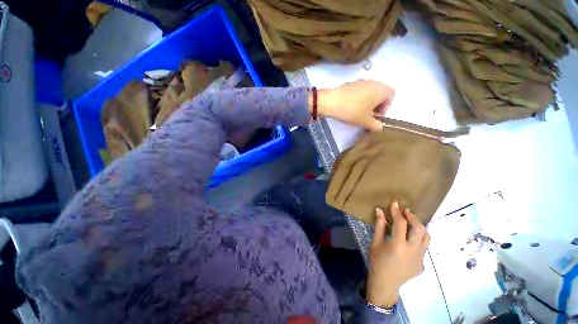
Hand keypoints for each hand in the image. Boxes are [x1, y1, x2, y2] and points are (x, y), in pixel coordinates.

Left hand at [311, 80, 394, 131]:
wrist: (331, 101)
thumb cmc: (352, 110)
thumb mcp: (365, 121)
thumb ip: (375, 125)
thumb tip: (379, 127)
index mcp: (381, 89)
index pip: (391, 96)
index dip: (385, 107)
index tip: (375, 116)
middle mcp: (374, 82)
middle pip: (381, 94)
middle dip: (376, 105)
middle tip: (367, 115)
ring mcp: (362, 81)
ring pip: (370, 92)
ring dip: (368, 102)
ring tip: (358, 112)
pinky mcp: (351, 83)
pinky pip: (361, 91)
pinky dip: (360, 98)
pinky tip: (350, 106)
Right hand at [366, 202, 430, 307]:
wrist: (386, 282)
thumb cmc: (377, 260)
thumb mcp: (375, 242)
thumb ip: (379, 226)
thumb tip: (379, 210)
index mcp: (398, 245)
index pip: (401, 223)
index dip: (397, 212)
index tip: (395, 203)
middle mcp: (413, 250)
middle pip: (419, 228)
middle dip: (412, 216)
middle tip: (405, 211)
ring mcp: (420, 258)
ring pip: (427, 237)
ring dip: (419, 226)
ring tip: (411, 222)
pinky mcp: (423, 263)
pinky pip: (424, 247)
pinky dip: (418, 238)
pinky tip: (409, 239)